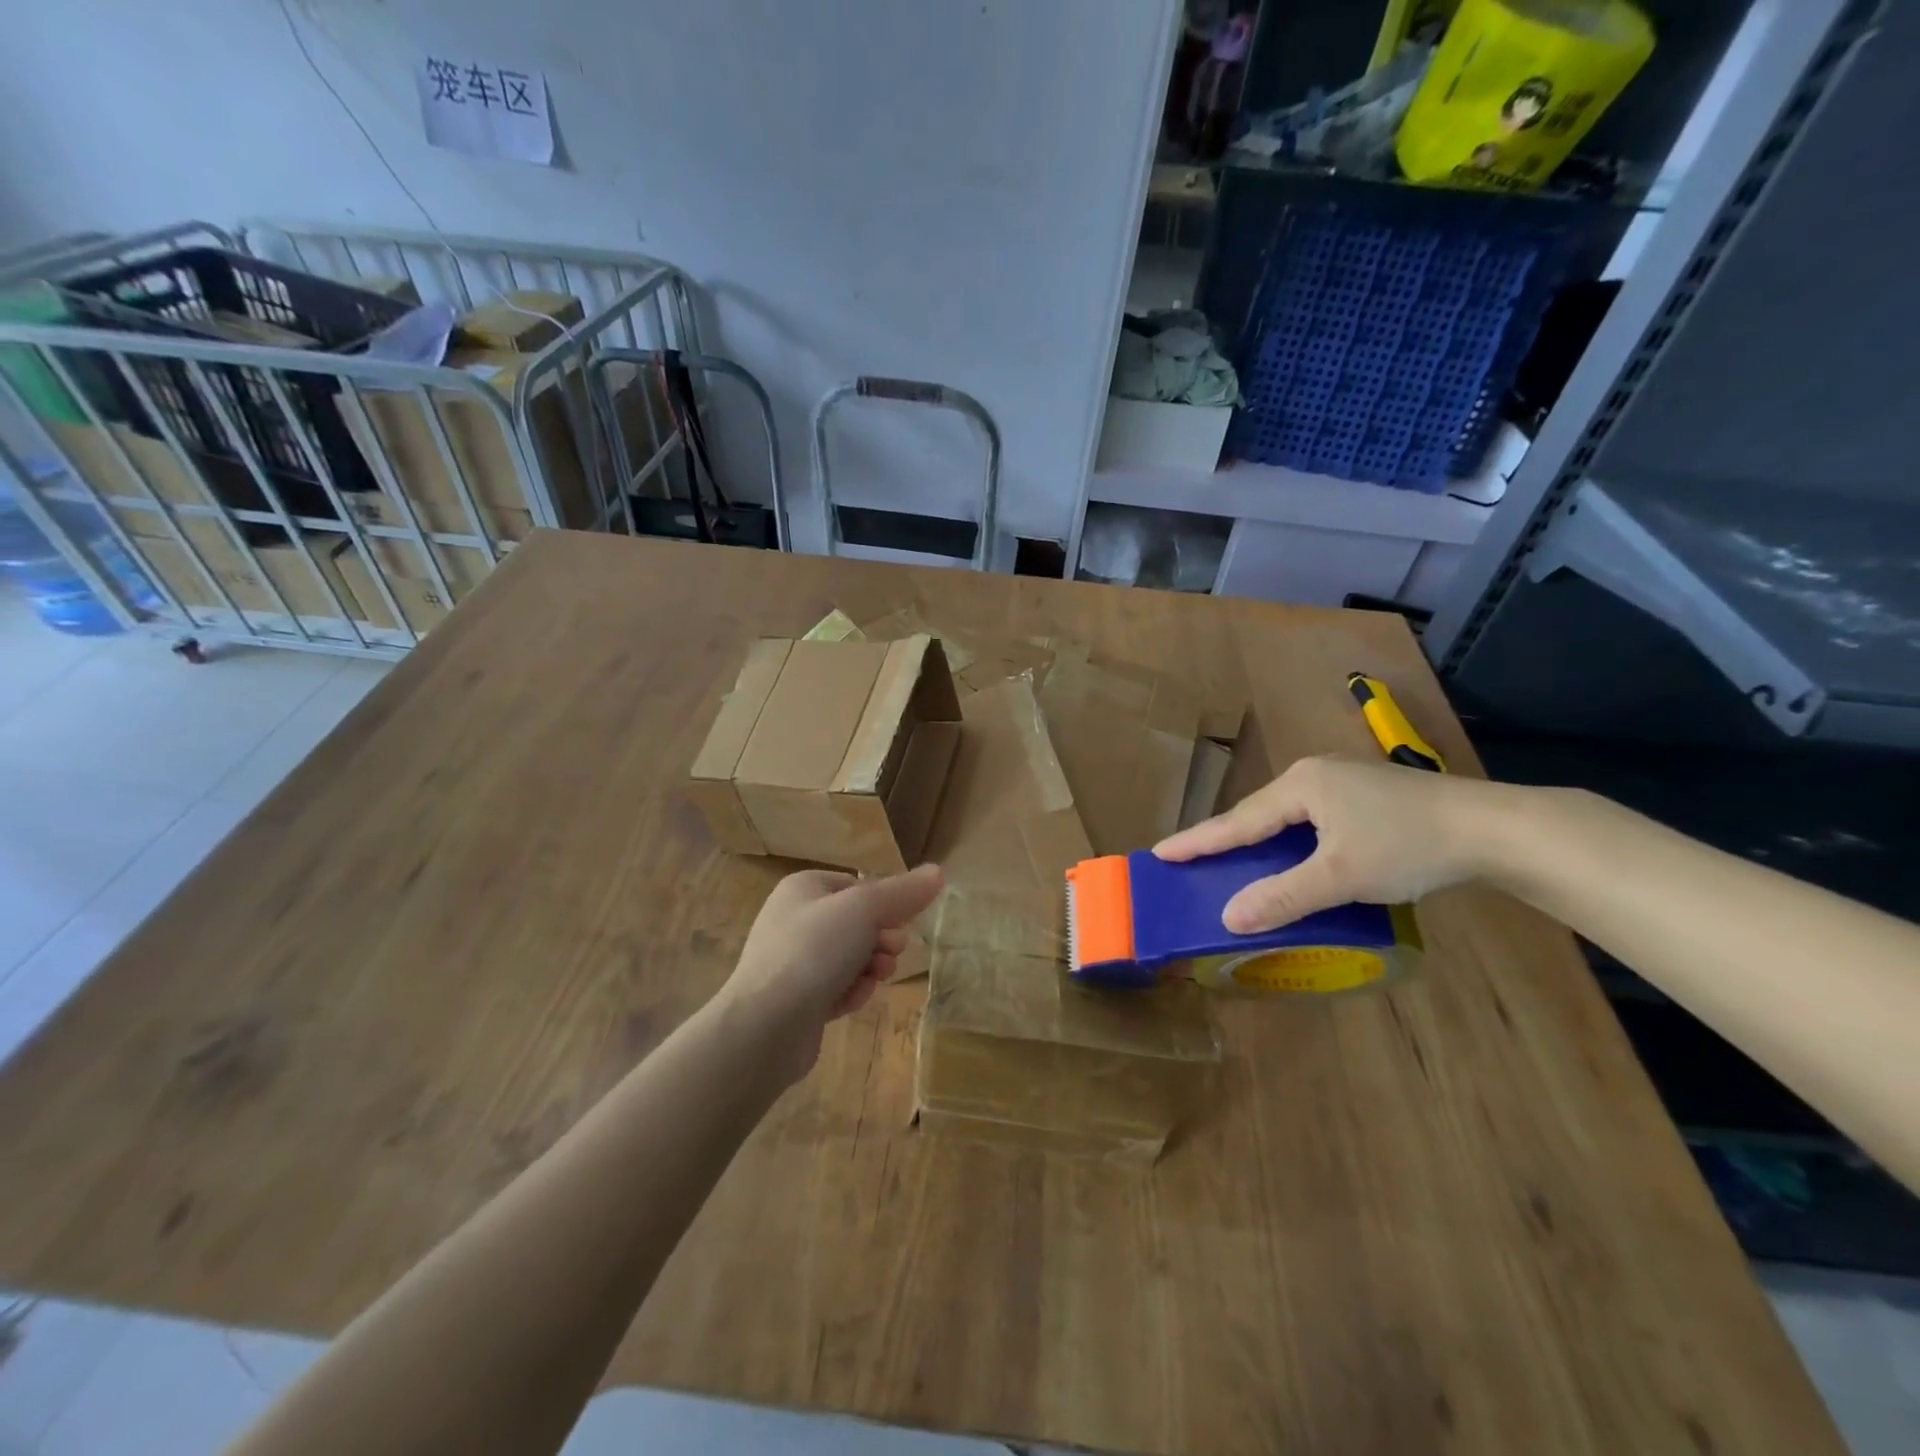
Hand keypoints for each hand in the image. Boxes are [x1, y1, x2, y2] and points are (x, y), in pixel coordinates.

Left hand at [718, 864, 943, 1079]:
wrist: (766, 1025)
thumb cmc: (814, 951)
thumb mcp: (865, 910)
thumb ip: (903, 892)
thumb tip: (938, 871)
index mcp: (803, 888)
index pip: (857, 886)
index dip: (885, 903)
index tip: (902, 923)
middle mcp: (793, 919)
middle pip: (855, 923)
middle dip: (881, 939)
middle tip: (893, 953)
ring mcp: (791, 962)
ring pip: (848, 957)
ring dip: (870, 967)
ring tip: (877, 978)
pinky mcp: (795, 1000)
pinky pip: (834, 988)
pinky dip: (850, 992)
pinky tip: (853, 1002)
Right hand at [1154, 756, 1508, 932]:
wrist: (1496, 828)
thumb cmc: (1409, 846)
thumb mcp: (1341, 877)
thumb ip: (1283, 897)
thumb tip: (1228, 917)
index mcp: (1302, 785)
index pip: (1238, 821)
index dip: (1199, 840)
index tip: (1160, 852)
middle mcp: (1316, 774)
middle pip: (1260, 814)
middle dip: (1228, 839)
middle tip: (1194, 859)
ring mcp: (1346, 780)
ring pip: (1289, 816)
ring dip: (1262, 841)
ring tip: (1238, 861)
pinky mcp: (1371, 794)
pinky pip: (1314, 818)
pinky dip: (1294, 841)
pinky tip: (1297, 855)